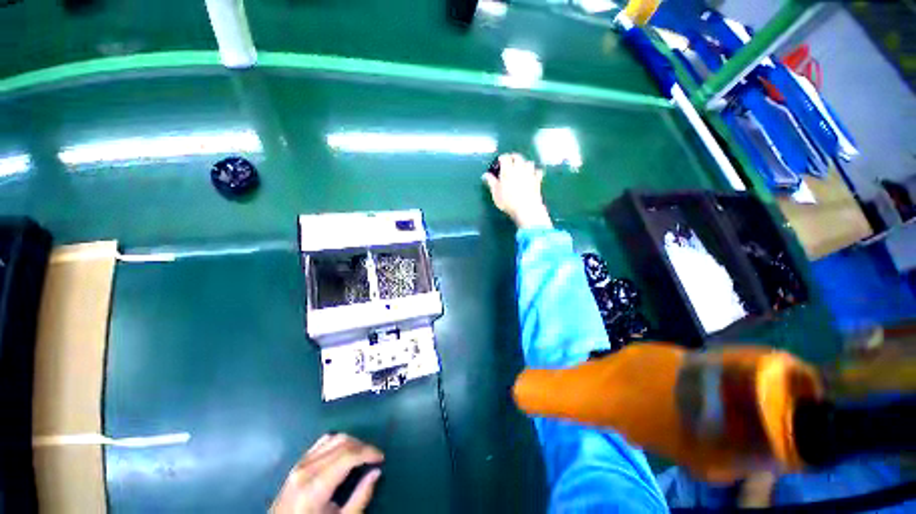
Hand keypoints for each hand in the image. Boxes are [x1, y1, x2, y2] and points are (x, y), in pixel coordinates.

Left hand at [270, 434, 383, 513]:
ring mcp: (298, 465)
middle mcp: (305, 470)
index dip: (368, 452)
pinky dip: (337, 443)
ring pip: (333, 438)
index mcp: (314, 487)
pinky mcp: (296, 464)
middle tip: (374, 458)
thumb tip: (376, 472)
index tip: (381, 458)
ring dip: (351, 442)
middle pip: (342, 443)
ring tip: (362, 456)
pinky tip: (344, 453)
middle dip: (362, 446)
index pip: (348, 456)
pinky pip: (321, 443)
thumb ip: (359, 498)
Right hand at [483, 153, 552, 228]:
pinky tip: (532, 175)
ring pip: (529, 162)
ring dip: (524, 163)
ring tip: (521, 168)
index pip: (505, 158)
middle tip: (509, 161)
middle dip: (513, 157)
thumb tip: (485, 175)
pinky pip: (538, 171)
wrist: (526, 208)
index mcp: (507, 169)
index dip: (501, 158)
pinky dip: (534, 171)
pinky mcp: (538, 180)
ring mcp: (530, 173)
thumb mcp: (495, 192)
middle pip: (517, 157)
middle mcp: (519, 168)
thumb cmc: (508, 201)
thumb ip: (491, 182)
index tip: (499, 161)